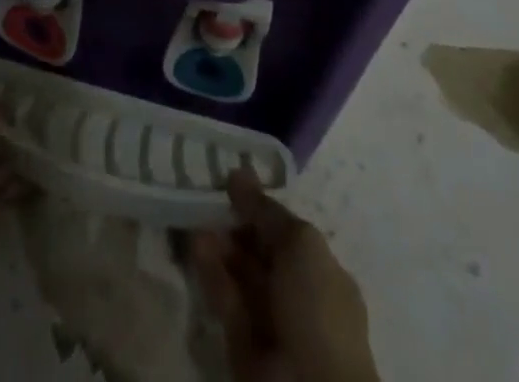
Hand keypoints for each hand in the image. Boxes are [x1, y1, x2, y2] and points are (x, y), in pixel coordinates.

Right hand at [191, 169, 378, 381]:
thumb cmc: (318, 308)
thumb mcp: (300, 243)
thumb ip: (265, 209)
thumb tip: (238, 174)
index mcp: (322, 273)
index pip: (287, 234)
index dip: (260, 209)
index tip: (232, 184)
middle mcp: (297, 296)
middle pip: (260, 253)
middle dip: (235, 226)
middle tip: (208, 200)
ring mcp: (270, 322)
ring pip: (240, 276)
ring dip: (219, 248)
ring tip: (196, 219)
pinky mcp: (243, 344)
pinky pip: (227, 301)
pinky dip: (212, 274)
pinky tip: (196, 246)